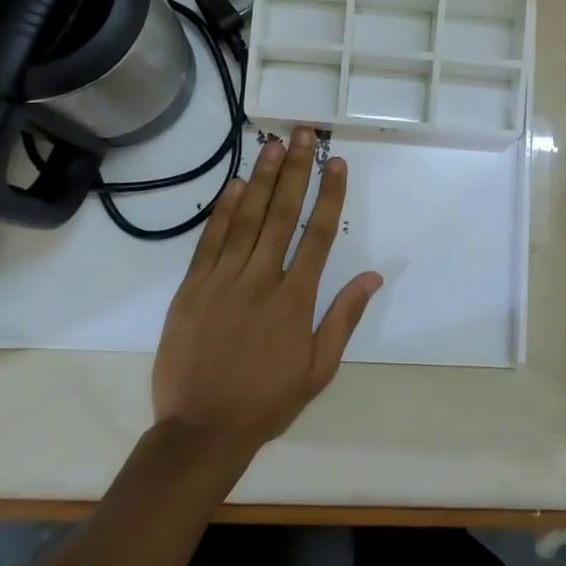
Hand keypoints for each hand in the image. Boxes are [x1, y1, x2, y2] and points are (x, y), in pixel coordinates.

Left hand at [152, 126, 381, 457]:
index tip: (336, 162)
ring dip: (263, 180)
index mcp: (296, 299)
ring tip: (274, 145)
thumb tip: (373, 276)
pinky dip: (224, 211)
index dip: (329, 195)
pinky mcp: (192, 289)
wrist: (201, 430)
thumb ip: (344, 318)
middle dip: (296, 171)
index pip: (318, 234)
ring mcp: (223, 281)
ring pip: (246, 220)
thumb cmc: (267, 401)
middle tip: (303, 134)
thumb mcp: (318, 369)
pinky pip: (210, 242)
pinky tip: (236, 185)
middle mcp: (261, 280)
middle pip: (282, 215)